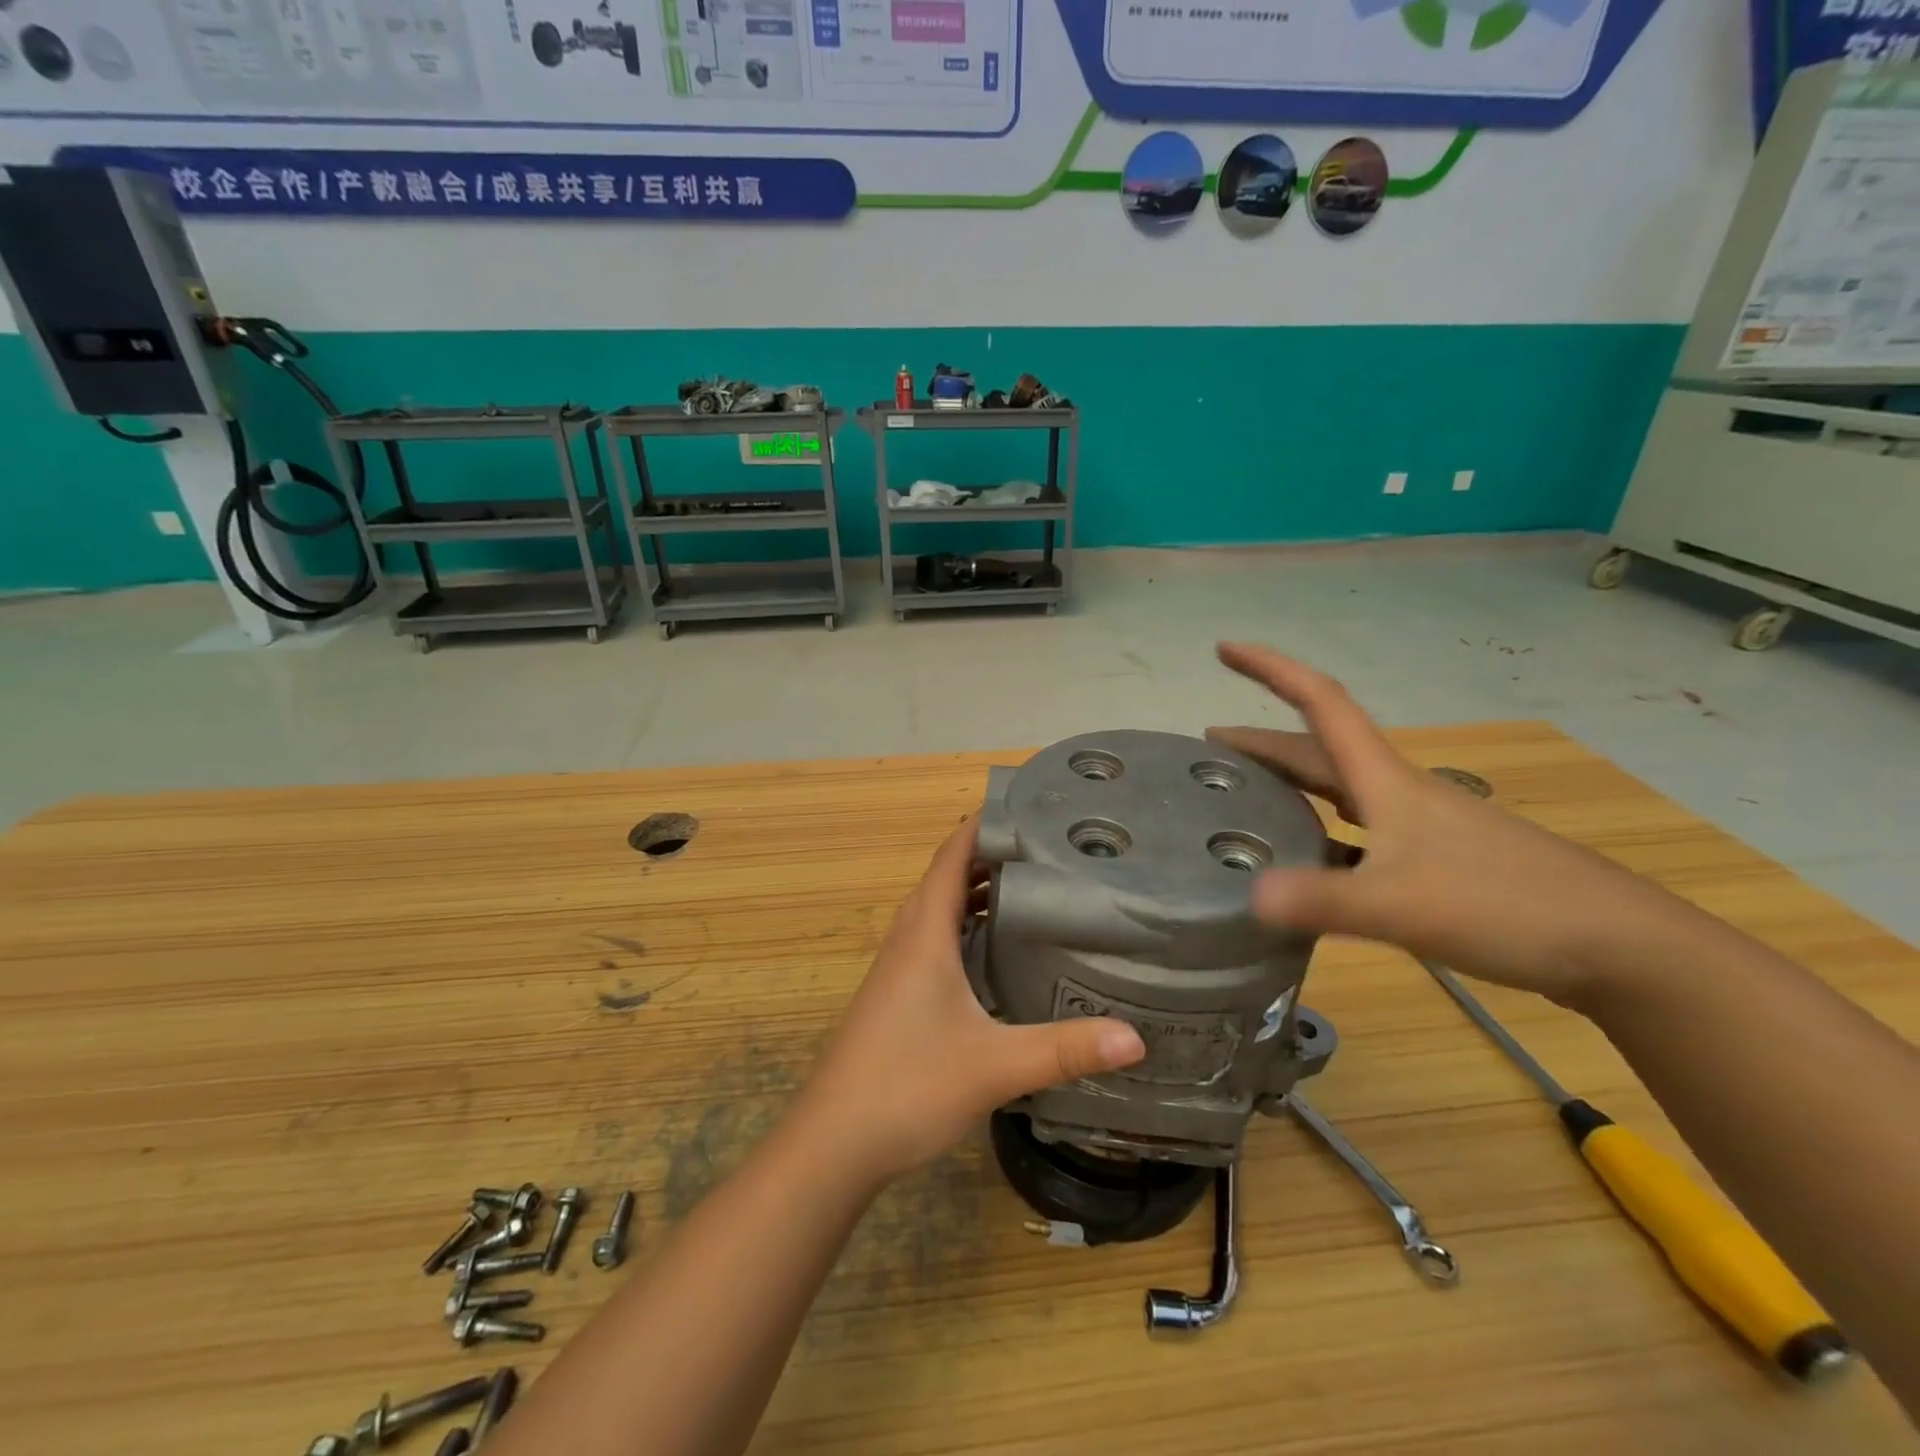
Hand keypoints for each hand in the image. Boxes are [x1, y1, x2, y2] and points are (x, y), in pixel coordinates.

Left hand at [797, 818, 1144, 1183]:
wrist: (833, 1143)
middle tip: (1053, 848)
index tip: (1033, 809)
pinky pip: (939, 940)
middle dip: (995, 855)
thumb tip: (1135, 1037)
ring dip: (982, 892)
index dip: (987, 824)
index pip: (953, 854)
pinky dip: (970, 927)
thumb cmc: (907, 1085)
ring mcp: (900, 967)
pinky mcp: (900, 995)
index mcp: (925, 931)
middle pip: (951, 876)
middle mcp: (909, 937)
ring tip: (1038, 888)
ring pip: (944, 910)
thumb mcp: (994, 1065)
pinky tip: (1001, 952)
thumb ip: (1063, 1050)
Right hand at [1208, 643, 1693, 1009]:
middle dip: (1262, 741)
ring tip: (1243, 799)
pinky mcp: (1436, 864)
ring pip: (1338, 793)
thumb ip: (1324, 901)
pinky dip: (1321, 836)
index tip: (1225, 649)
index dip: (1272, 670)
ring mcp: (1420, 828)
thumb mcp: (1402, 905)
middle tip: (1209, 749)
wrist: (1622, 947)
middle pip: (1319, 751)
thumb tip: (1248, 897)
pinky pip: (1358, 835)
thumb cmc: (1508, 905)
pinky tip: (1307, 865)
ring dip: (1289, 785)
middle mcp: (1399, 793)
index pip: (1320, 704)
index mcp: (1386, 782)